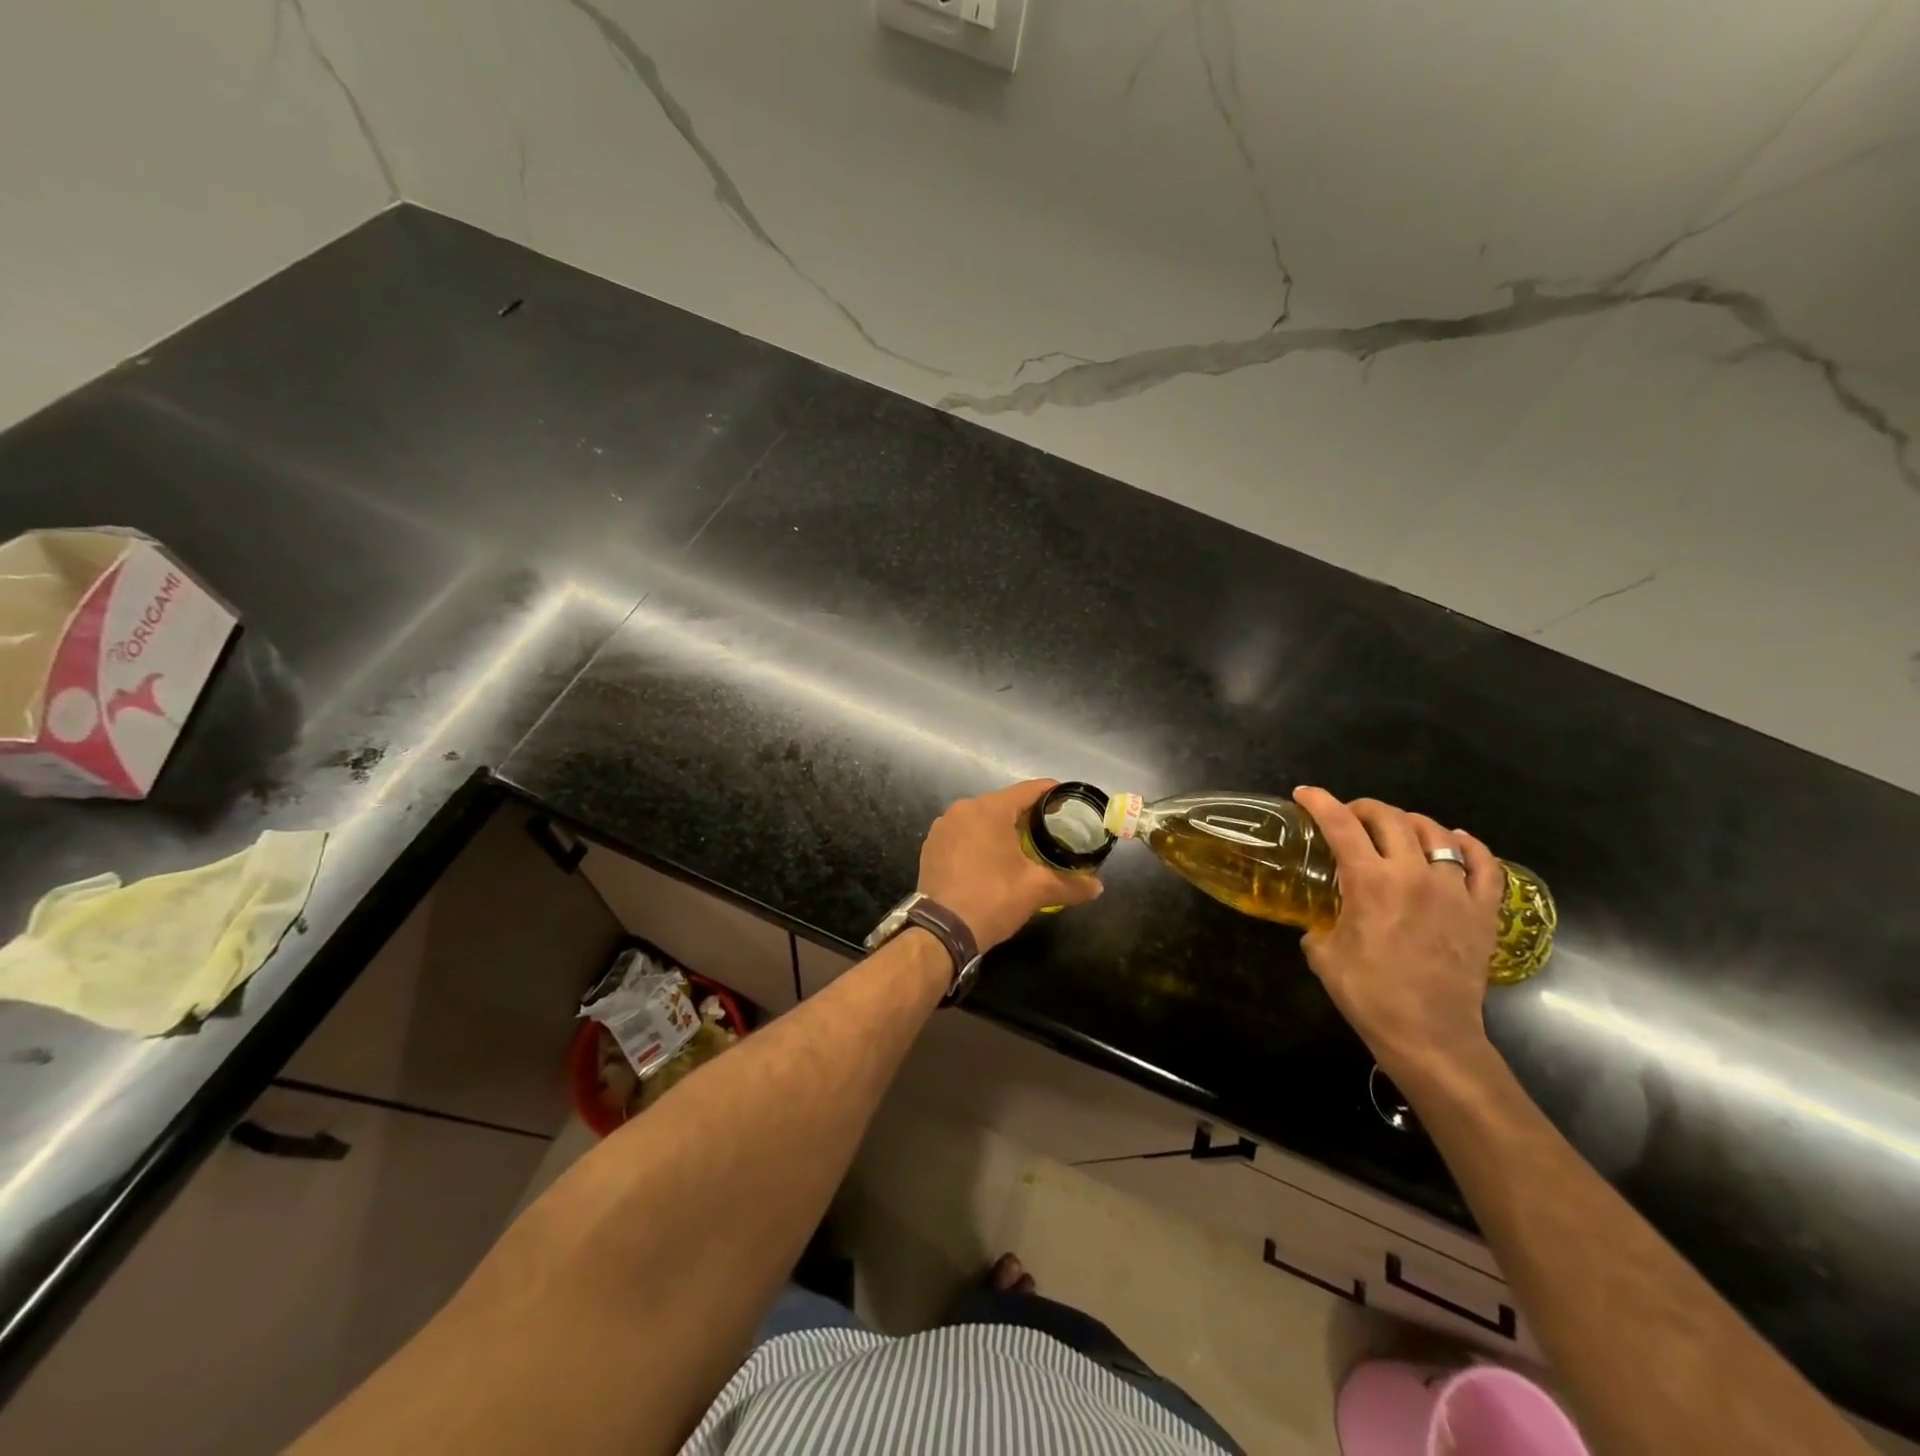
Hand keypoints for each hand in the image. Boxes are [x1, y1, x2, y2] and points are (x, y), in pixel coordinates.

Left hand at [918, 780, 1102, 951]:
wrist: (941, 930)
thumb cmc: (993, 898)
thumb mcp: (1037, 890)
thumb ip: (1070, 884)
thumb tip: (1098, 887)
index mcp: (989, 809)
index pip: (1028, 790)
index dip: (1051, 793)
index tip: (1068, 801)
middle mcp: (963, 809)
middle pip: (1003, 803)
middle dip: (1027, 814)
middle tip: (1050, 829)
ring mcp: (943, 827)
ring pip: (981, 819)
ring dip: (1001, 828)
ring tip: (1023, 845)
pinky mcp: (931, 846)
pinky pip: (963, 833)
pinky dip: (979, 840)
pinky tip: (991, 859)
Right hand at [1291, 787, 1503, 1077]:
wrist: (1429, 1035)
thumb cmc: (1368, 995)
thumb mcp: (1323, 953)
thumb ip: (1319, 923)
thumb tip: (1319, 918)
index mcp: (1369, 882)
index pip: (1340, 824)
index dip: (1319, 802)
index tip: (1304, 794)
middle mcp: (1413, 874)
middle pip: (1389, 818)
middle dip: (1362, 808)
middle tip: (1348, 817)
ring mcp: (1454, 890)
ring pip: (1435, 833)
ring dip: (1408, 823)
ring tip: (1396, 830)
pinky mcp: (1483, 911)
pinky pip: (1484, 864)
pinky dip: (1468, 846)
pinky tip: (1456, 842)